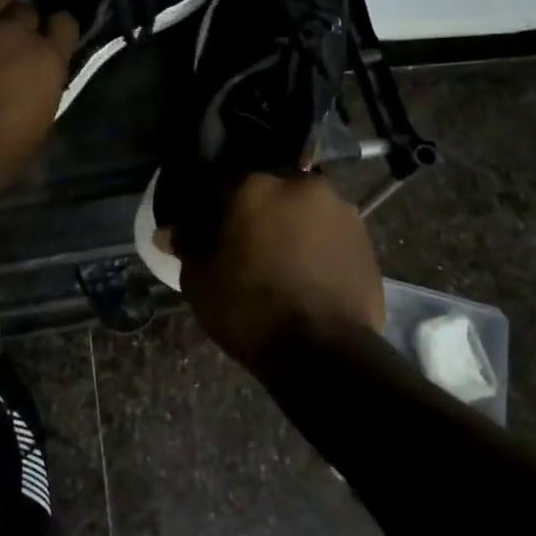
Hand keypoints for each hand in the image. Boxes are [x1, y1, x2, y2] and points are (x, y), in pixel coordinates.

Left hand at [0, 0, 79, 212]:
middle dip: (18, 23)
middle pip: (25, 8)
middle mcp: (15, 30)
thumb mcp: (36, 130)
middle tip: (3, 42)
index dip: (53, 32)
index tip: (45, 43)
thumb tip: (41, 73)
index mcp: (48, 60)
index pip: (64, 23)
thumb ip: (43, 89)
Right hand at [179, 172, 385, 366]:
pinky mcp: (364, 236)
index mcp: (255, 186)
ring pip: (302, 208)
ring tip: (280, 259)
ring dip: (290, 224)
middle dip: (256, 211)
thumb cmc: (250, 310)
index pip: (221, 183)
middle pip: (268, 190)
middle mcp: (300, 185)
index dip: (210, 206)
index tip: (206, 226)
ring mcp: (339, 208)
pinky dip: (316, 243)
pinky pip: (328, 231)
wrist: (324, 352)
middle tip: (245, 242)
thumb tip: (170, 231)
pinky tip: (307, 271)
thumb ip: (187, 246)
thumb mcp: (200, 281)